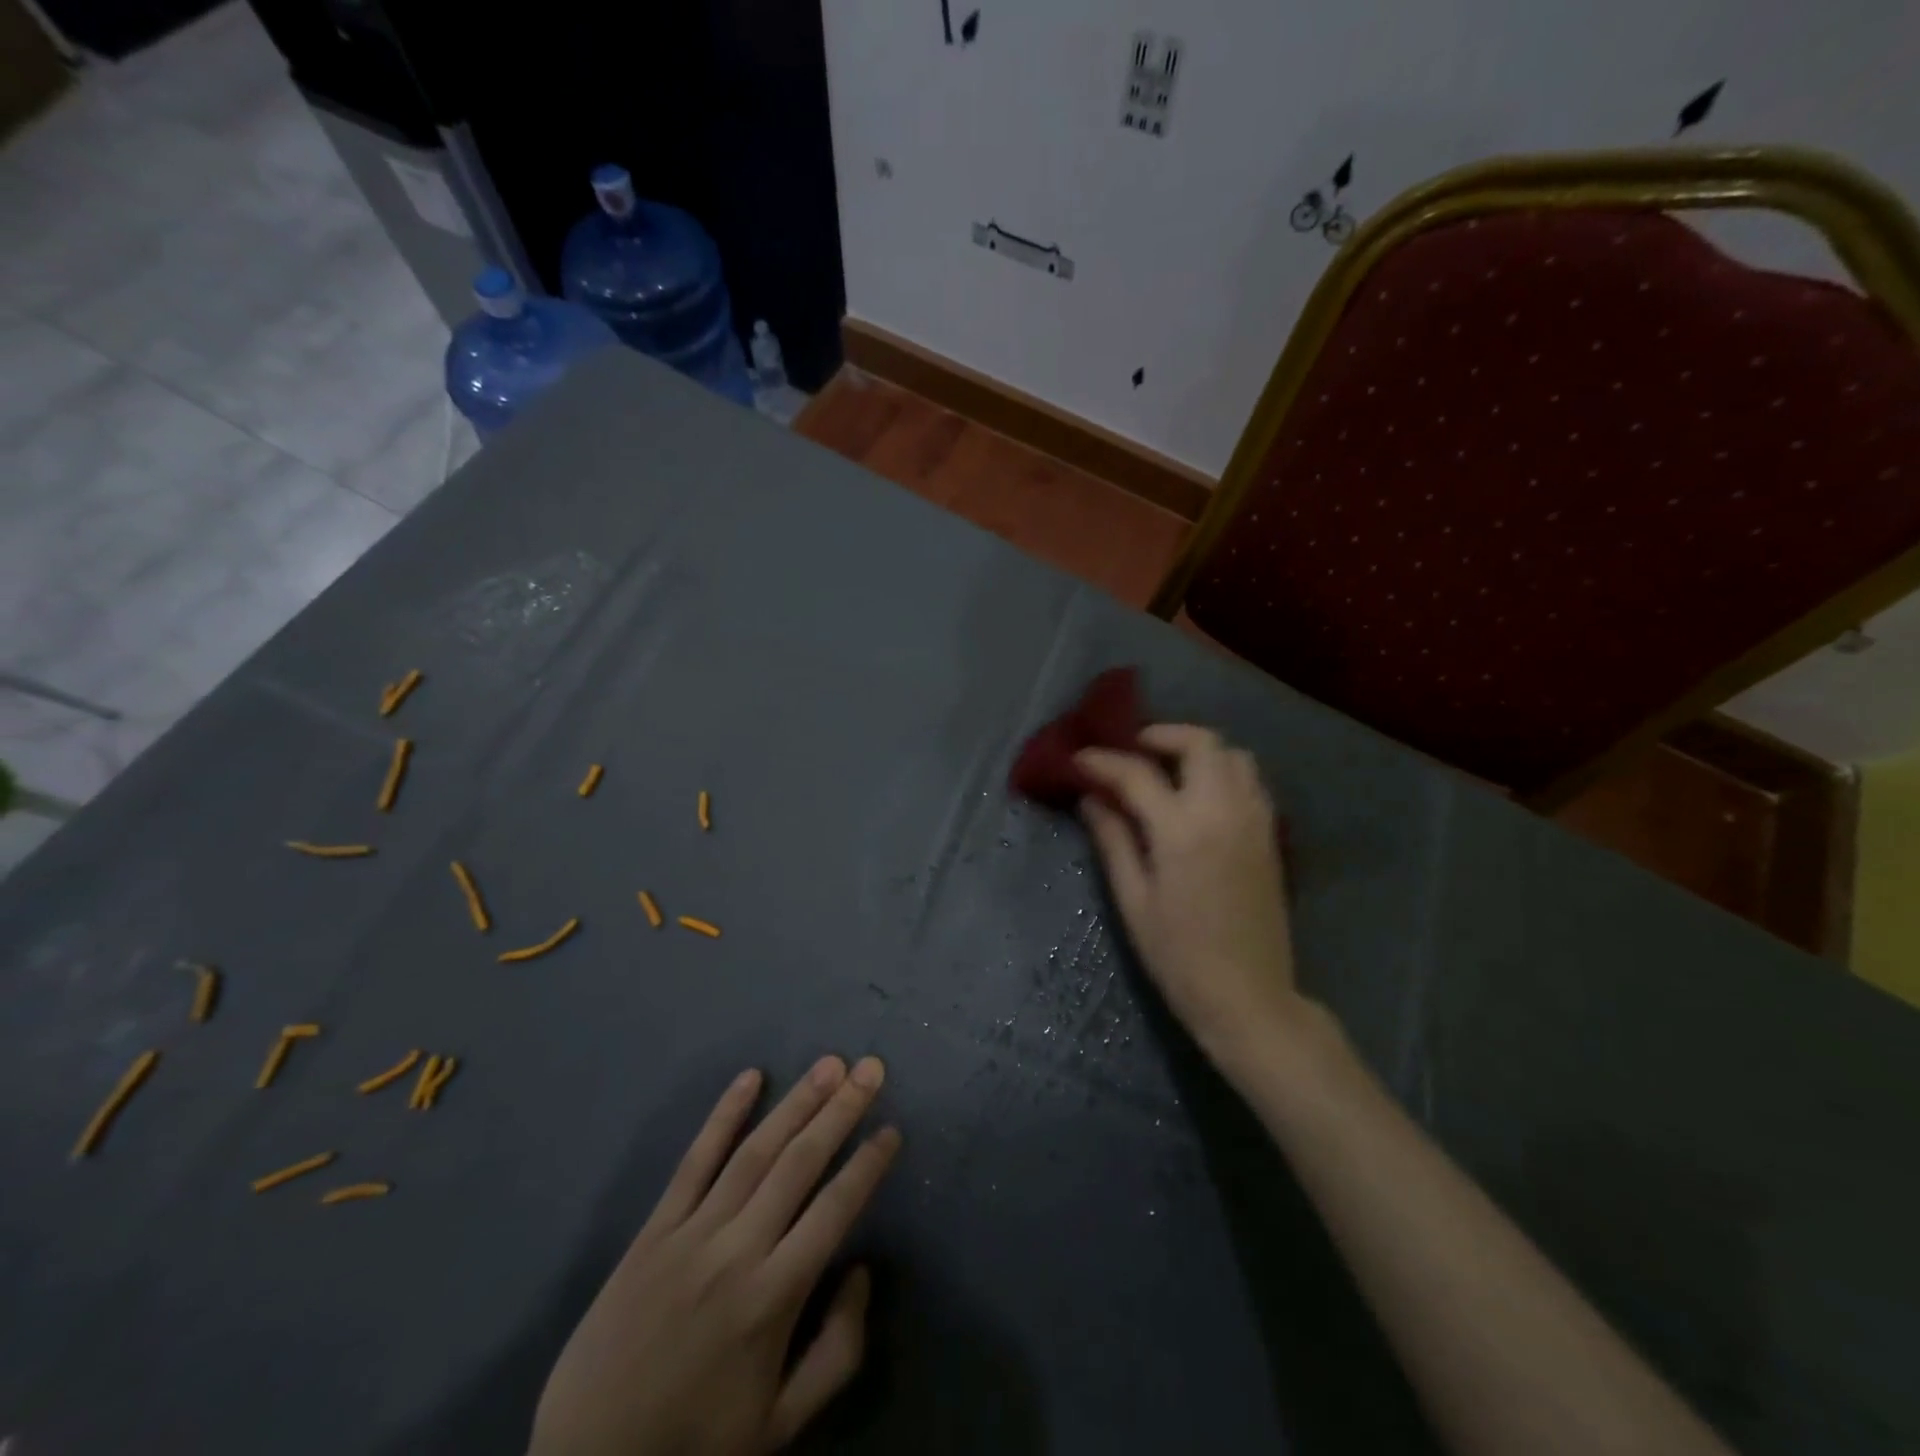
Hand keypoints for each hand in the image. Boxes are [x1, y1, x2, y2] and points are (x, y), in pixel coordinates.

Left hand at [529, 1057, 900, 1455]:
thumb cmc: (695, 1443)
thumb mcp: (781, 1424)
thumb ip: (837, 1349)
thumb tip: (860, 1271)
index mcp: (773, 1299)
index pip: (834, 1210)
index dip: (867, 1166)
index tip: (892, 1130)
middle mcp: (737, 1251)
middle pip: (799, 1164)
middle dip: (841, 1110)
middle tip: (871, 1067)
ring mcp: (692, 1233)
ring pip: (754, 1151)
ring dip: (796, 1102)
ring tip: (830, 1064)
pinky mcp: (654, 1228)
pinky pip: (694, 1160)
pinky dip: (723, 1115)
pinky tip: (750, 1078)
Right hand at [1077, 726, 1301, 1069]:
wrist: (1248, 996)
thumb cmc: (1179, 956)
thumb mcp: (1134, 901)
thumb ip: (1113, 841)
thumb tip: (1091, 799)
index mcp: (1182, 831)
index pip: (1137, 774)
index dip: (1103, 761)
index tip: (1080, 758)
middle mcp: (1223, 812)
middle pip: (1200, 743)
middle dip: (1161, 736)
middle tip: (1132, 751)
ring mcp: (1254, 821)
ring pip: (1234, 755)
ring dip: (1197, 751)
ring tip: (1167, 769)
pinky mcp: (1270, 836)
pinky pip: (1250, 781)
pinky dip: (1223, 772)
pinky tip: (1199, 796)